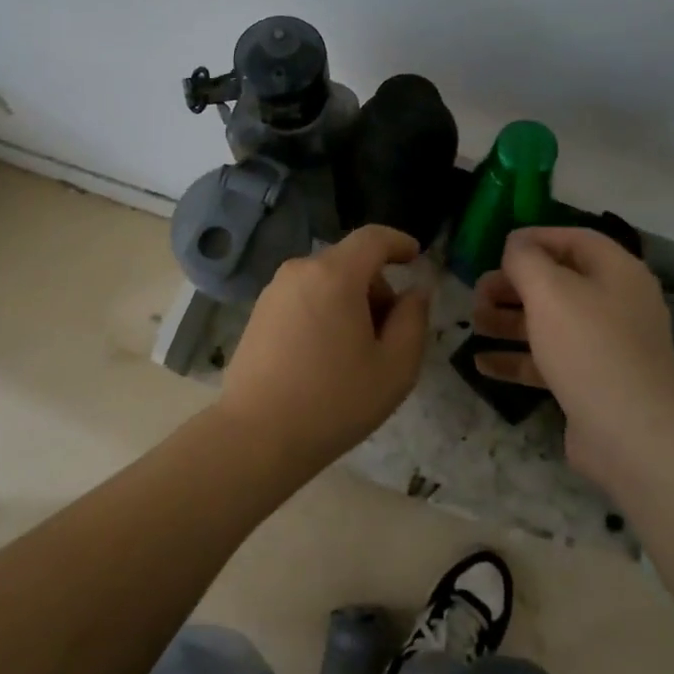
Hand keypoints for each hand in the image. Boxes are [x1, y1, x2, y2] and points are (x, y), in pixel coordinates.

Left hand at [217, 225, 433, 471]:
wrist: (257, 436)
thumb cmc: (334, 401)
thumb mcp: (395, 367)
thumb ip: (413, 319)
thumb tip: (415, 291)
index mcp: (335, 275)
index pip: (373, 238)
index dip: (399, 242)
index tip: (416, 257)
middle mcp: (300, 271)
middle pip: (350, 262)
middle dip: (377, 286)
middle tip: (390, 332)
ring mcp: (273, 291)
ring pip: (325, 281)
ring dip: (349, 301)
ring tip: (357, 352)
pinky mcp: (258, 313)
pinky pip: (303, 297)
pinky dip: (324, 311)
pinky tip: (325, 356)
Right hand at [470, 227, 673, 483]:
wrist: (631, 434)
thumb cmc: (589, 347)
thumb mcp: (549, 291)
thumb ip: (526, 259)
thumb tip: (516, 245)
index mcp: (616, 273)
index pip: (575, 240)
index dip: (535, 238)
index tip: (496, 248)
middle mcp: (615, 304)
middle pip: (558, 282)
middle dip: (513, 285)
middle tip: (478, 292)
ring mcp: (605, 347)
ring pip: (550, 323)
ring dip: (509, 320)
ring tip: (474, 323)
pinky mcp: (591, 382)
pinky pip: (549, 361)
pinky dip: (517, 358)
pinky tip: (481, 363)